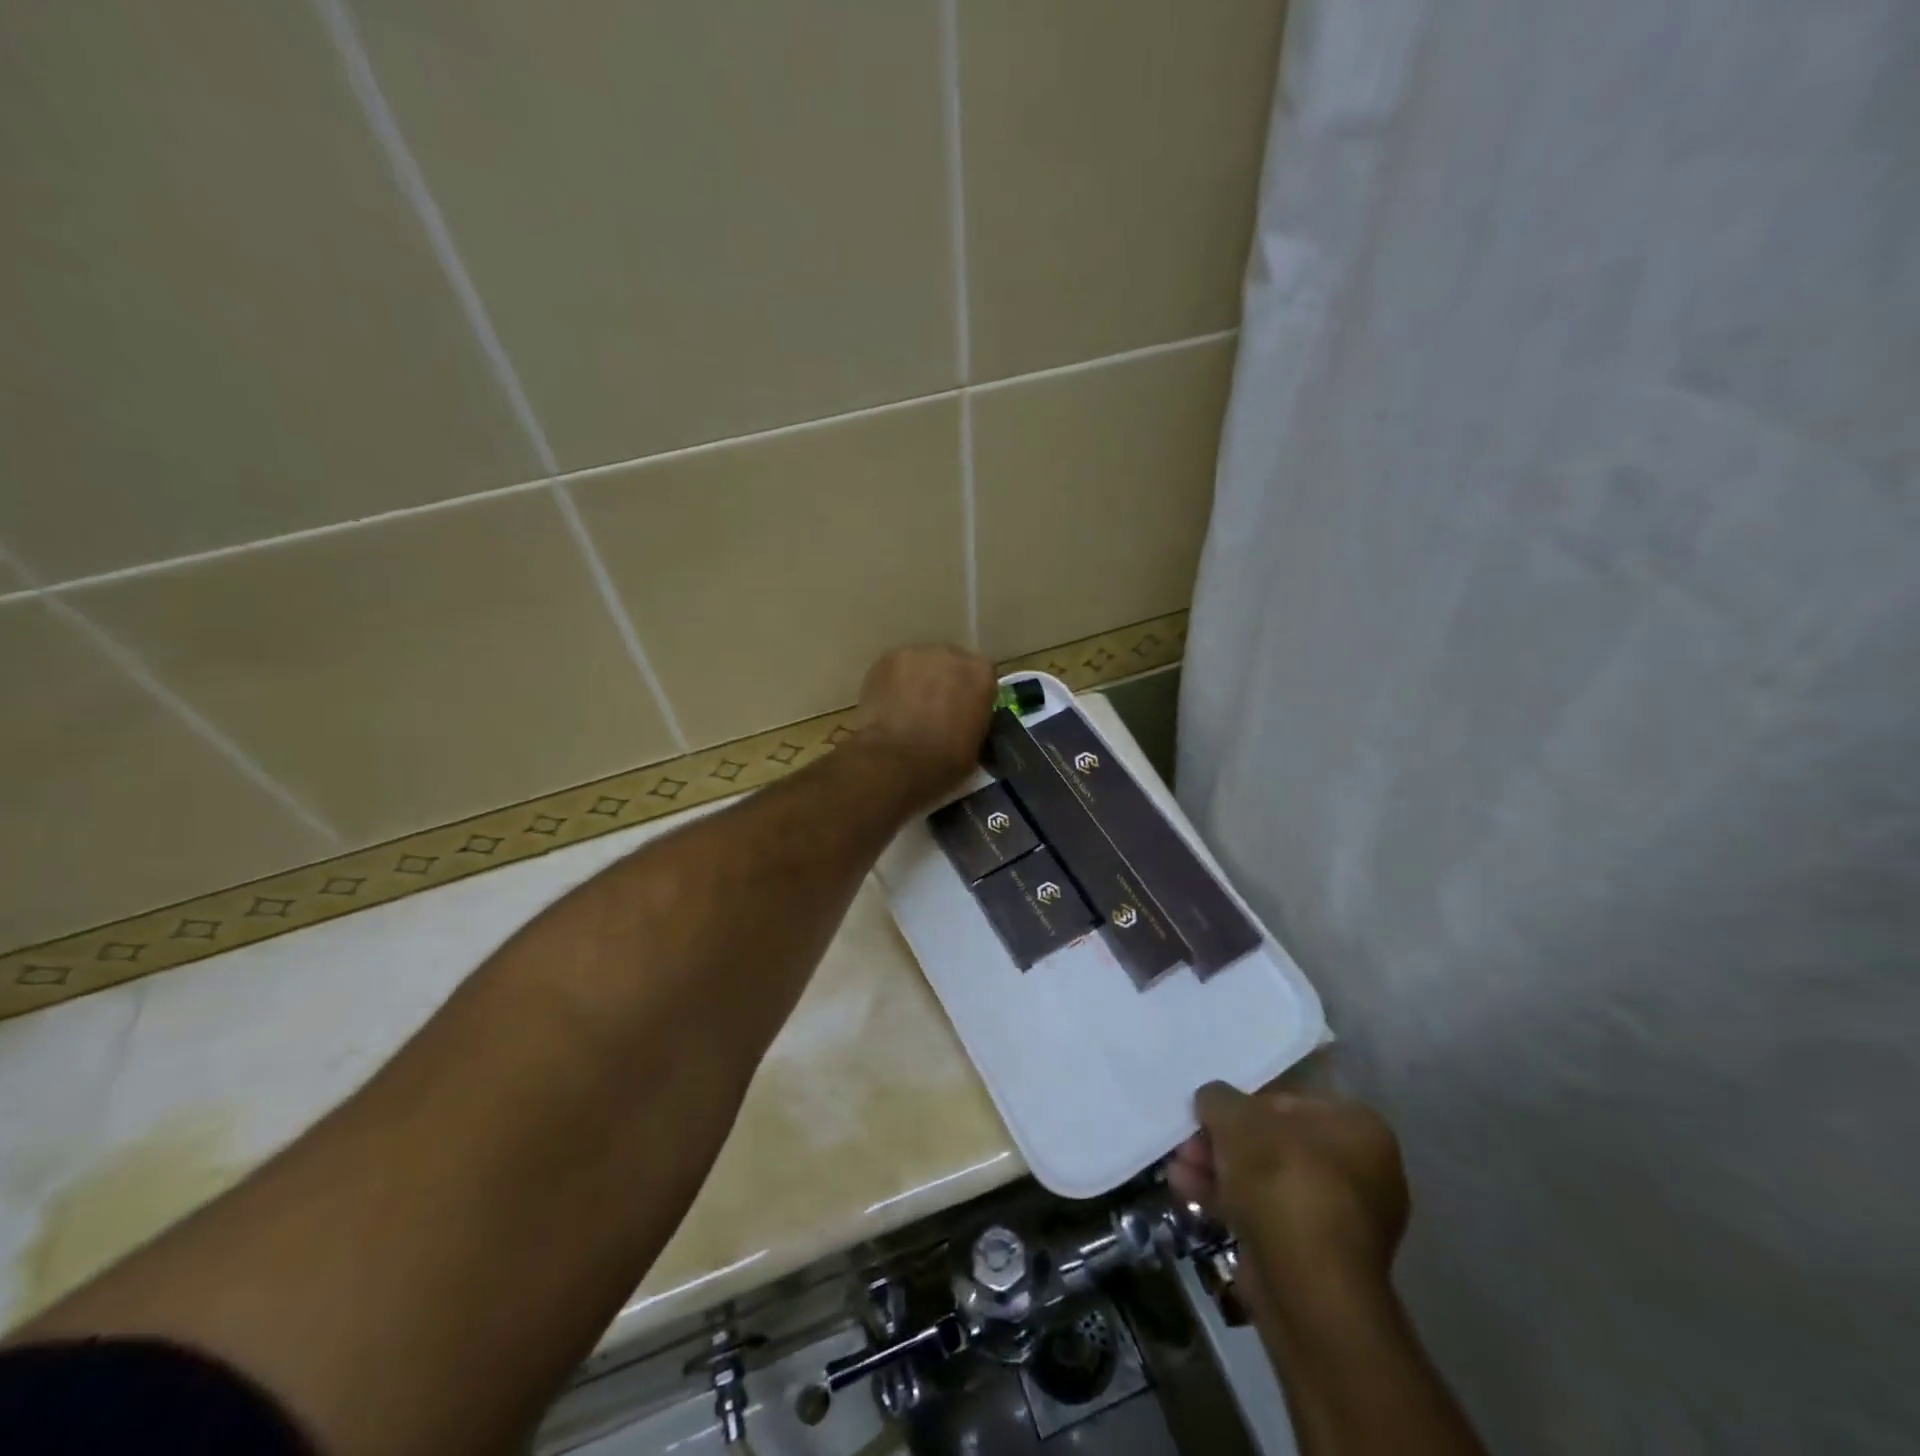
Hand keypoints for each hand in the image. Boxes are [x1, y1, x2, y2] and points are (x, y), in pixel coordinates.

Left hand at [853, 645, 996, 796]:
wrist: (896, 761)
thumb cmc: (944, 761)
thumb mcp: (976, 745)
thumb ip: (973, 721)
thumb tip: (964, 722)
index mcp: (981, 674)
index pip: (982, 676)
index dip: (970, 694)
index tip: (962, 712)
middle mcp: (953, 655)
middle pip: (950, 664)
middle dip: (943, 683)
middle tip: (933, 710)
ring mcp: (916, 654)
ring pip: (920, 664)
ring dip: (917, 681)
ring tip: (906, 709)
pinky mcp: (886, 660)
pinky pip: (894, 670)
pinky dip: (892, 685)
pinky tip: (886, 706)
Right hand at [1168, 1083, 1408, 1279]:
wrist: (1308, 1288)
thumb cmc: (1281, 1180)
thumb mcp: (1235, 1118)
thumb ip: (1219, 1099)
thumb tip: (1212, 1102)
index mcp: (1359, 1129)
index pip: (1289, 1102)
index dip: (1242, 1105)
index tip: (1208, 1115)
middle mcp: (1363, 1172)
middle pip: (1274, 1144)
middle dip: (1223, 1143)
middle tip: (1187, 1144)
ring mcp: (1342, 1220)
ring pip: (1267, 1182)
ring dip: (1219, 1172)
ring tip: (1177, 1170)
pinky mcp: (1318, 1259)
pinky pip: (1268, 1217)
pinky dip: (1230, 1203)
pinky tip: (1187, 1194)